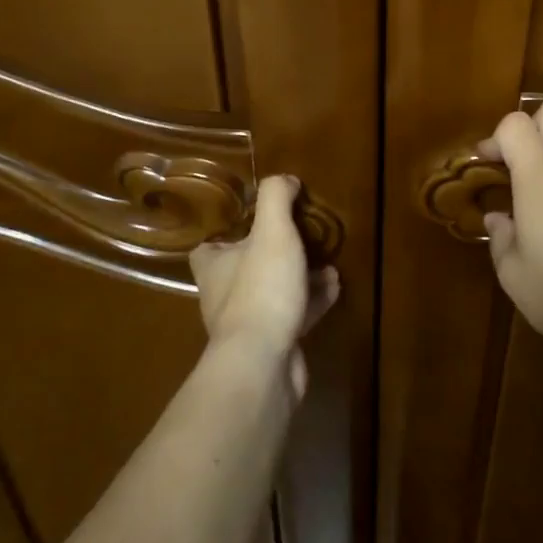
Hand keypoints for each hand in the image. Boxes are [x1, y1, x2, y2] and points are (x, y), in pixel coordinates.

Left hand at [190, 174, 339, 399]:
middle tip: (300, 236)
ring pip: (273, 290)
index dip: (224, 234)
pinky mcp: (273, 344)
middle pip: (244, 268)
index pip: (207, 248)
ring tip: (327, 260)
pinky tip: (334, 286)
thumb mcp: (272, 231)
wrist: (264, 363)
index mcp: (214, 267)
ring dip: (299, 275)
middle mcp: (224, 295)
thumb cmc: (261, 289)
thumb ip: (275, 198)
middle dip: (272, 253)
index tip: (250, 221)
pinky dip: (312, 299)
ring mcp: (249, 323)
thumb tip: (284, 179)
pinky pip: (294, 313)